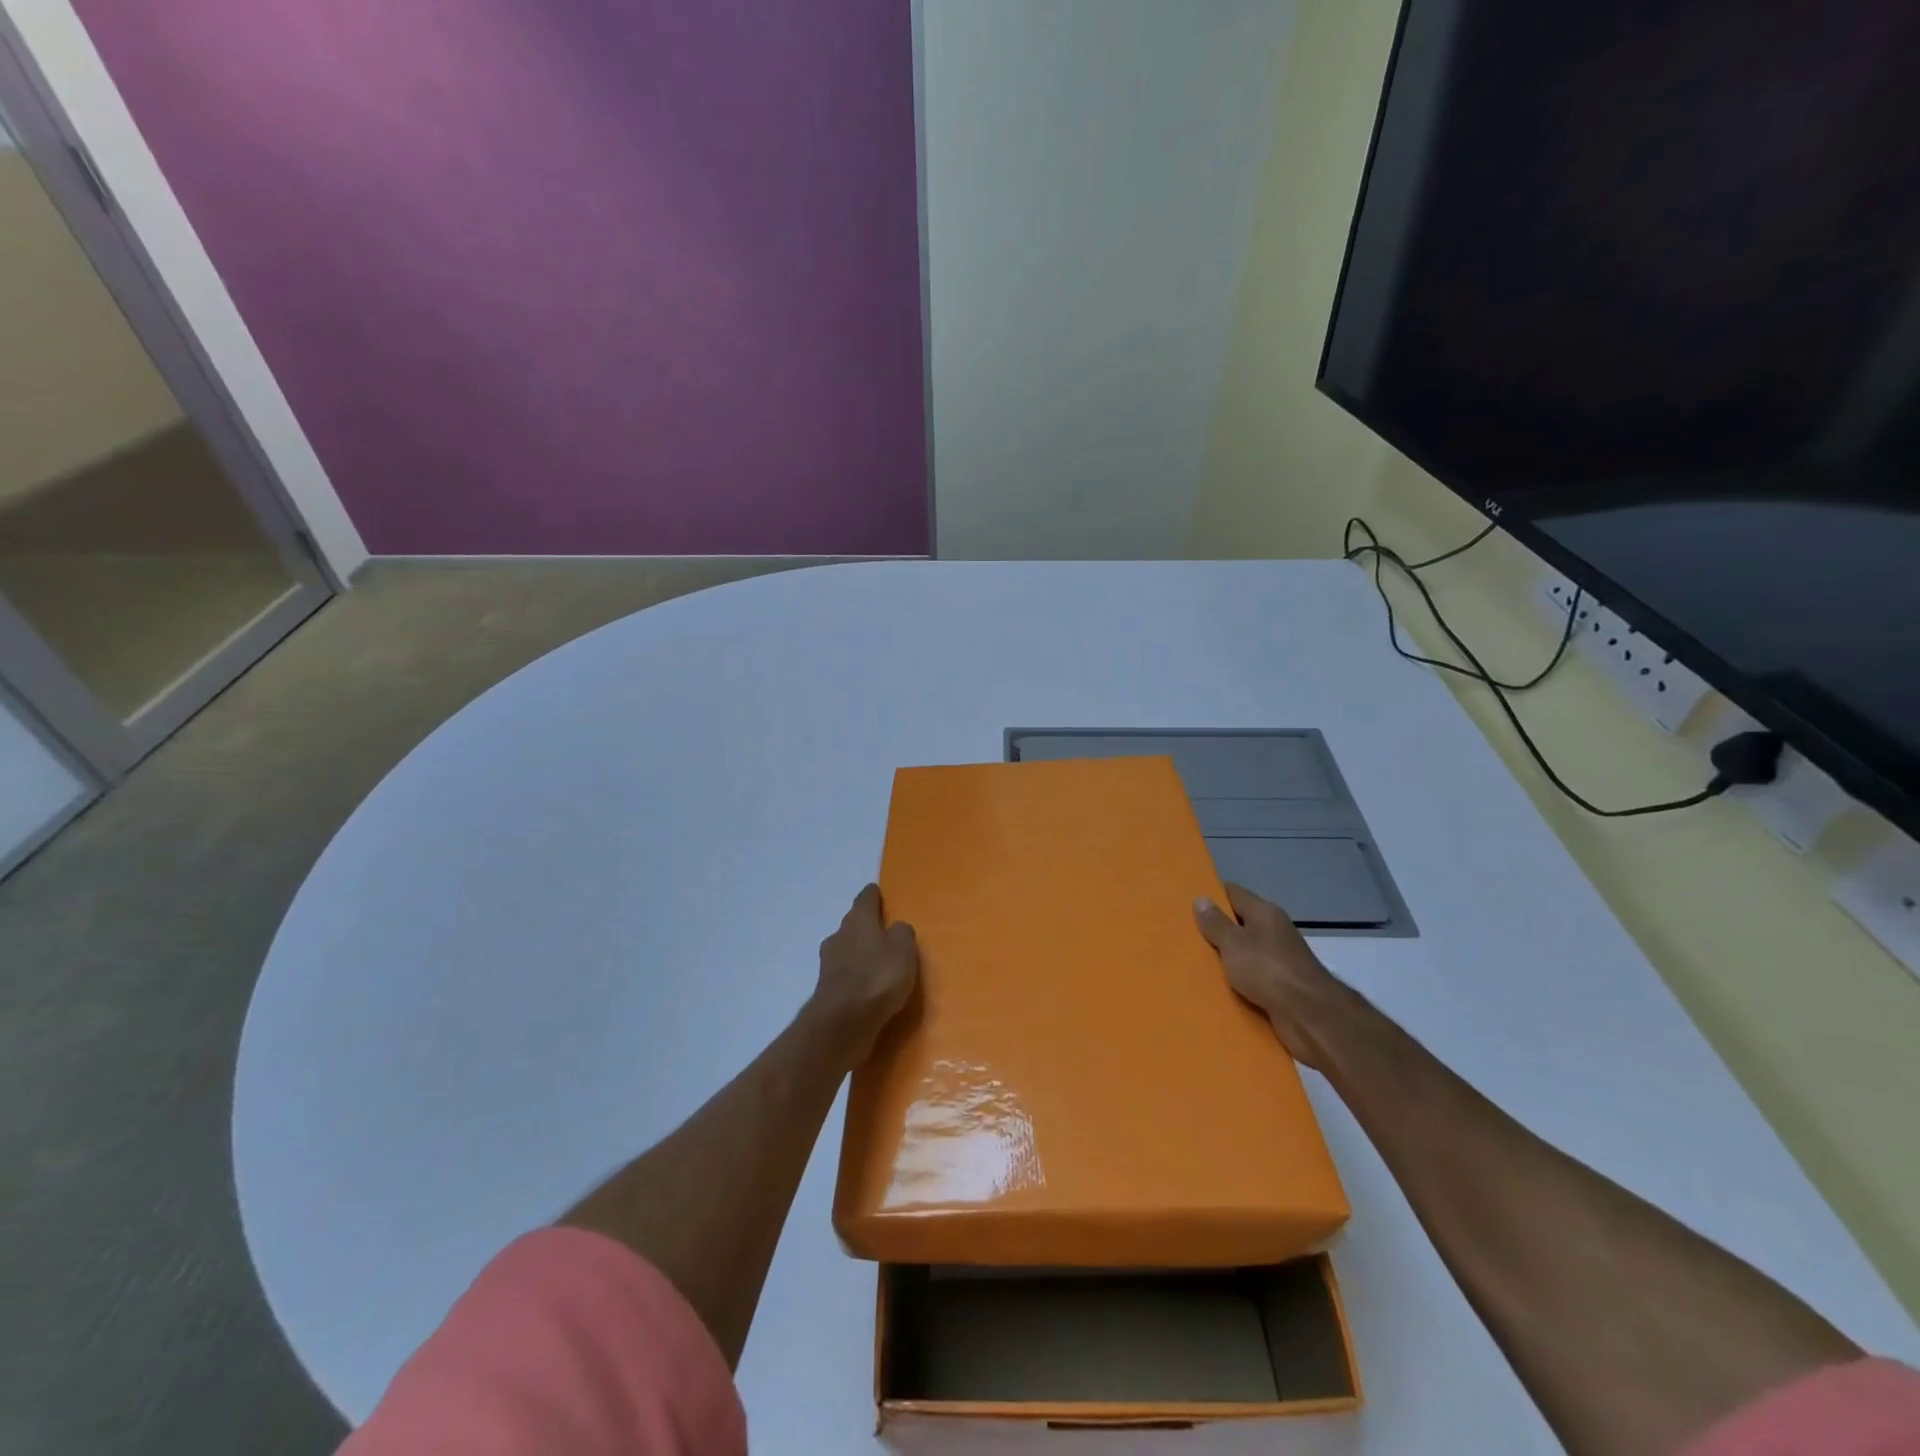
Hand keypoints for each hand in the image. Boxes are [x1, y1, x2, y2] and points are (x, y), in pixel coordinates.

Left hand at [813, 884, 919, 1062]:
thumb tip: (896, 928)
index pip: (865, 899)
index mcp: (858, 921)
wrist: (841, 1022)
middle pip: (853, 924)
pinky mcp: (827, 990)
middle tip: (883, 932)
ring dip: (859, 953)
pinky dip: (855, 977)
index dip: (873, 895)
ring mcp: (829, 964)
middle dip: (866, 926)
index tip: (877, 892)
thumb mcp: (903, 951)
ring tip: (877, 963)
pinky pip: (845, 975)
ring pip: (846, 950)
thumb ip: (902, 934)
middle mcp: (839, 936)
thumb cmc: (877, 977)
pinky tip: (867, 987)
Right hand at [1193, 883, 1355, 1069]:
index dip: (1212, 895)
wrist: (1310, 1015)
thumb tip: (1201, 898)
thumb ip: (1216, 923)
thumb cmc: (1267, 969)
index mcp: (1265, 913)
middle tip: (1185, 935)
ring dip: (1226, 958)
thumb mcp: (1233, 943)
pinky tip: (1218, 987)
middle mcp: (1274, 931)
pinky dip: (1238, 981)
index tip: (1188, 904)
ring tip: (1195, 962)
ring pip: (1245, 952)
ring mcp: (1280, 958)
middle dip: (1215, 930)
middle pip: (1240, 923)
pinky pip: (1253, 976)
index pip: (1234, 893)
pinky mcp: (1282, 985)